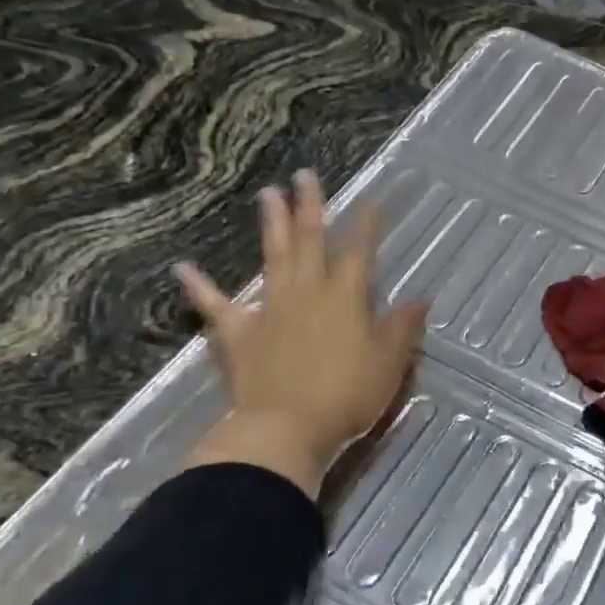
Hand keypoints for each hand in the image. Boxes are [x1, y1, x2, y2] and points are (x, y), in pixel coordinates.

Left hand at [177, 170, 428, 498]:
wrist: (286, 429)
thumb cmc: (346, 396)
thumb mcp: (389, 364)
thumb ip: (402, 328)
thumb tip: (420, 299)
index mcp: (345, 298)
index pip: (358, 252)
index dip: (365, 226)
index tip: (369, 201)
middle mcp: (307, 293)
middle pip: (310, 241)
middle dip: (310, 207)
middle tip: (304, 175)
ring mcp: (270, 310)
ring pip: (273, 258)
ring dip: (271, 225)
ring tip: (267, 193)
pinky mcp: (240, 334)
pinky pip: (217, 306)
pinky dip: (200, 287)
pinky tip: (183, 268)